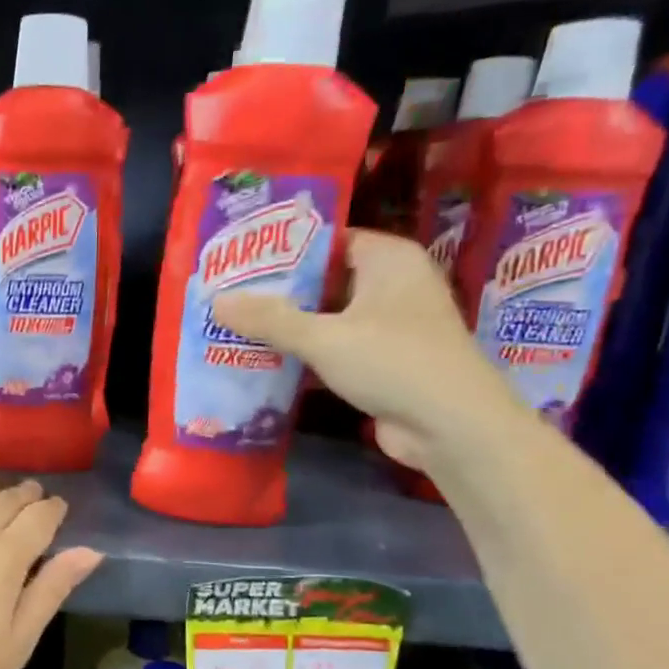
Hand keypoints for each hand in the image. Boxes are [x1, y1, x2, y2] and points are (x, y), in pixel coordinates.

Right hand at [213, 229, 522, 472]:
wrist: (453, 427)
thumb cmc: (394, 363)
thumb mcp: (324, 337)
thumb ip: (269, 319)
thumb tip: (216, 301)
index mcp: (388, 259)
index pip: (327, 240)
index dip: (283, 249)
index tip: (239, 259)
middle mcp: (391, 284)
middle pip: (324, 279)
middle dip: (278, 291)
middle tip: (226, 294)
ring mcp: (388, 325)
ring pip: (326, 316)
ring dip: (287, 325)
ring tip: (233, 325)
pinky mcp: (381, 360)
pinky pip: (333, 346)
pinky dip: (304, 352)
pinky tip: (262, 358)